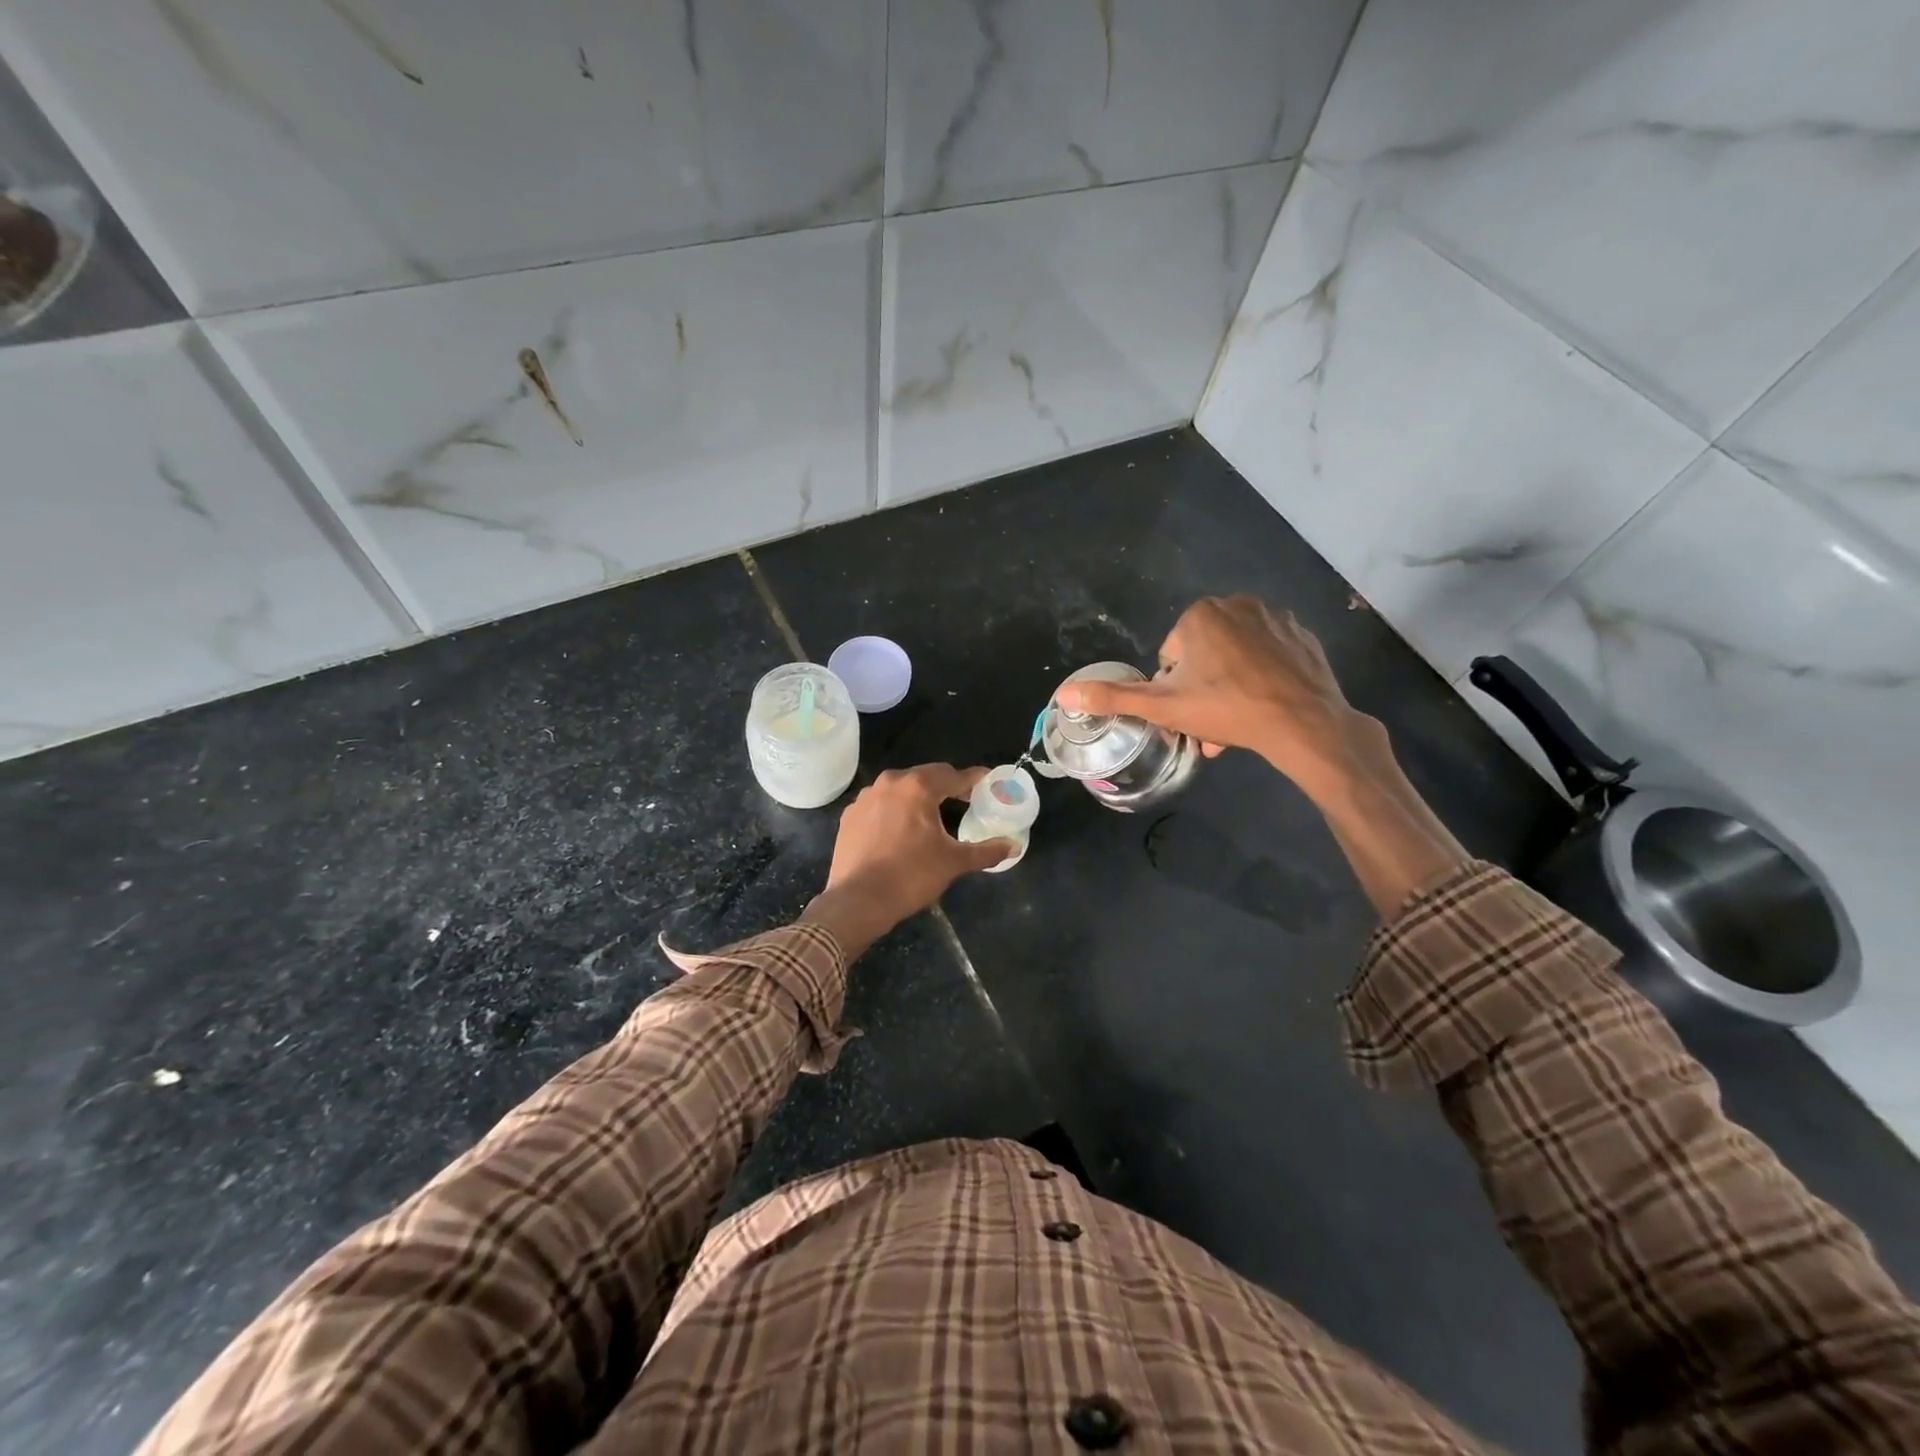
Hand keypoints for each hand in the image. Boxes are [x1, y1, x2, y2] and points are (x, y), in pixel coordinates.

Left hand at [801, 765, 1012, 958]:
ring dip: (918, 797)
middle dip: (946, 787)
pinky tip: (900, 830)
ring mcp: (865, 797)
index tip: (987, 784)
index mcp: (918, 787)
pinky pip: (880, 804)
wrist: (858, 901)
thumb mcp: (953, 863)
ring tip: (931, 817)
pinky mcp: (850, 815)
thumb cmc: (911, 876)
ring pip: (900, 789)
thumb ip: (986, 851)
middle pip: (926, 777)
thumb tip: (1014, 846)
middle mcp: (890, 782)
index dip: (973, 780)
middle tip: (964, 802)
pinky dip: (894, 810)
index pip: (953, 774)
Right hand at [1053, 595, 1371, 794]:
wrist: (1303, 723)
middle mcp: (1237, 603)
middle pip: (1204, 656)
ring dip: (1229, 687)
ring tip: (1236, 722)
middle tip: (1211, 723)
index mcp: (1199, 615)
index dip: (1174, 689)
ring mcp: (1275, 617)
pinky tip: (1265, 705)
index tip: (1189, 713)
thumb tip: (1064, 696)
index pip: (1171, 656)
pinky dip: (1261, 677)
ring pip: (1235, 656)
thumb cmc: (1227, 709)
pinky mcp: (1302, 634)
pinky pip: (1267, 655)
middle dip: (1203, 690)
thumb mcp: (1163, 707)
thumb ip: (1114, 698)